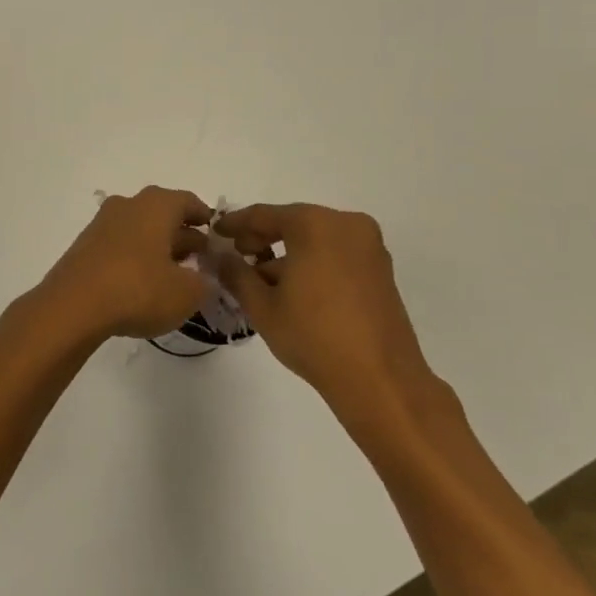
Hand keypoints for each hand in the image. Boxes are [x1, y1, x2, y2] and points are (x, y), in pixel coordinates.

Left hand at [34, 187, 212, 346]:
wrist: (73, 306)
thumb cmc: (138, 289)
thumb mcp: (187, 293)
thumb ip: (204, 283)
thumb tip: (204, 278)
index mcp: (156, 205)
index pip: (188, 201)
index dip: (205, 218)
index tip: (216, 237)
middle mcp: (128, 205)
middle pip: (162, 214)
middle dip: (183, 235)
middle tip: (199, 261)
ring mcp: (102, 223)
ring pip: (139, 229)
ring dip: (158, 247)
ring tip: (173, 276)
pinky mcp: (85, 245)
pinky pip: (119, 245)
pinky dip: (135, 258)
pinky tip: (142, 283)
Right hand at [215, 203, 439, 436]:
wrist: (380, 380)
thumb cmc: (313, 336)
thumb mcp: (261, 305)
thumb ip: (234, 273)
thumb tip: (218, 256)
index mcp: (314, 224)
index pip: (263, 215)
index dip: (234, 224)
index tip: (214, 232)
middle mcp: (345, 224)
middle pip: (292, 222)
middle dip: (262, 239)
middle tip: (236, 257)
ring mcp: (368, 246)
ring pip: (315, 239)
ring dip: (287, 254)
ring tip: (261, 282)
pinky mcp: (380, 270)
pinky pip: (335, 253)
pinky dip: (312, 263)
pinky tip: (292, 290)